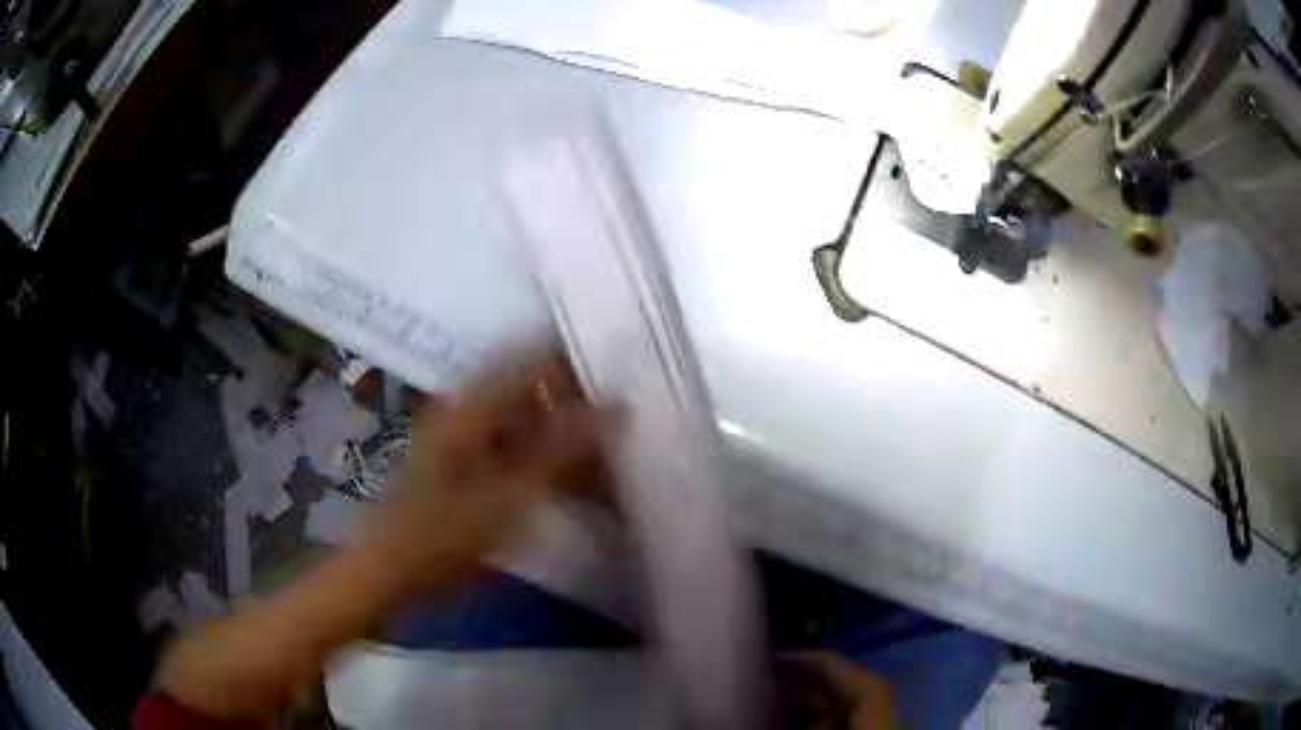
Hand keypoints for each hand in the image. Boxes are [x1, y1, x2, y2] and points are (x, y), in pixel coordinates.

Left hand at [155, 349, 606, 719]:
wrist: (384, 573)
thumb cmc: (436, 539)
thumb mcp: (503, 500)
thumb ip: (559, 454)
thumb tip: (612, 409)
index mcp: (469, 407)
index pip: (529, 355)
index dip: (571, 356)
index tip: (612, 370)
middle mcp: (462, 409)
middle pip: (525, 380)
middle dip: (569, 392)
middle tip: (612, 413)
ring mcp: (457, 435)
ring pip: (517, 411)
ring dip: (554, 422)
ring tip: (596, 441)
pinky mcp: (457, 462)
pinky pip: (508, 440)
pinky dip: (536, 448)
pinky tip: (561, 472)